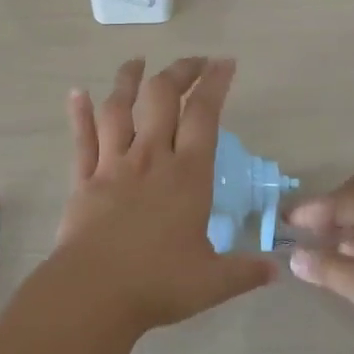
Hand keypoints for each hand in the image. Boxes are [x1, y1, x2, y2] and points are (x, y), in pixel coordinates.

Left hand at [45, 57, 274, 336]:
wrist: (95, 292)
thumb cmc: (158, 284)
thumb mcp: (213, 282)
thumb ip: (245, 271)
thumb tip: (276, 270)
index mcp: (187, 176)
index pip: (204, 116)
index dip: (215, 84)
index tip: (224, 62)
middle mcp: (150, 159)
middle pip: (162, 99)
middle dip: (179, 72)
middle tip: (192, 61)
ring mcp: (113, 165)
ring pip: (119, 109)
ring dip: (127, 81)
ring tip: (136, 62)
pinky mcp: (84, 178)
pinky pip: (82, 138)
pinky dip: (79, 113)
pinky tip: (77, 92)